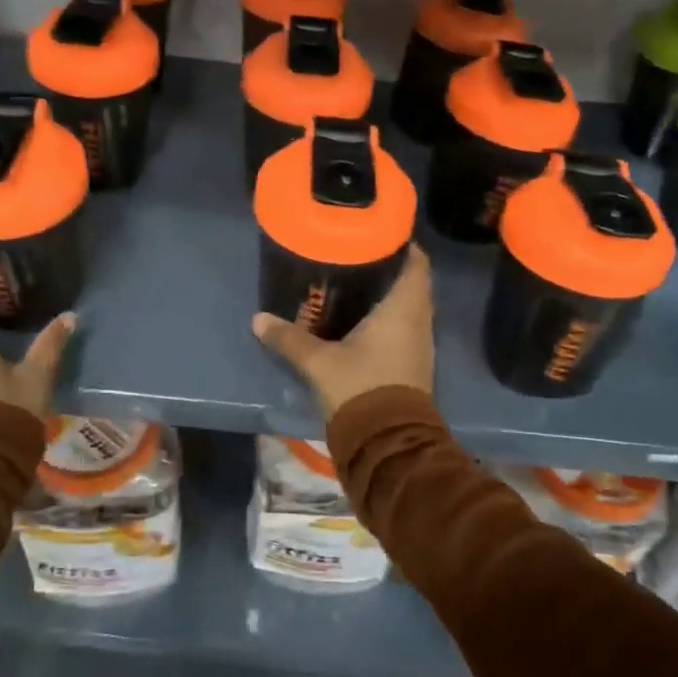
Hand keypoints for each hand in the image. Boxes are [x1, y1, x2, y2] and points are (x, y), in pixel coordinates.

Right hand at [252, 244, 434, 418]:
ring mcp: (419, 344)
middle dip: (387, 267)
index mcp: (404, 309)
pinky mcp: (413, 363)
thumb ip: (289, 339)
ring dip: (388, 294)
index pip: (416, 262)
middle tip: (355, 254)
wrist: (388, 444)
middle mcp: (419, 321)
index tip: (376, 232)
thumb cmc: (360, 388)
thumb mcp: (319, 362)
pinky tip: (361, 318)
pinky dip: (388, 317)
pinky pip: (404, 327)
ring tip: (355, 281)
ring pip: (408, 306)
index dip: (401, 243)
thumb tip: (258, 319)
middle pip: (411, 281)